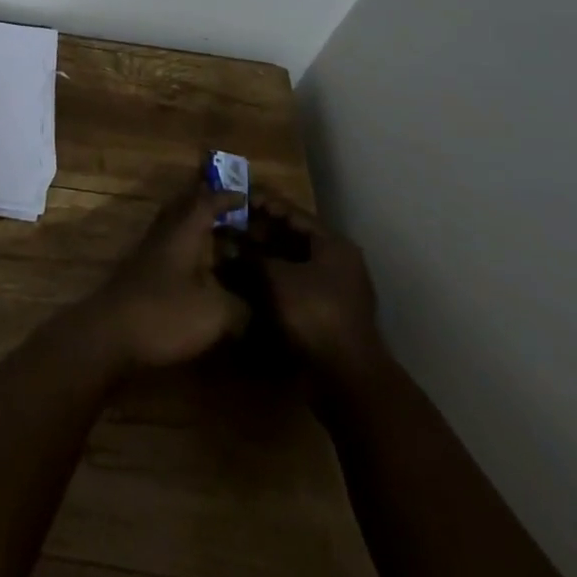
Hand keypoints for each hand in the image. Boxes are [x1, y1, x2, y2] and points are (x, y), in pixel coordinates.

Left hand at [75, 180, 248, 372]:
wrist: (110, 333)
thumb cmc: (164, 314)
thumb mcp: (214, 313)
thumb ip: (240, 306)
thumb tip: (254, 307)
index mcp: (183, 231)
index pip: (206, 201)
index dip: (227, 197)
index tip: (247, 197)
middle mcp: (165, 233)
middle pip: (186, 207)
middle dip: (210, 206)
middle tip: (236, 214)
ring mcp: (150, 252)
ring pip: (177, 228)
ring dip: (199, 229)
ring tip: (225, 242)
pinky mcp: (142, 273)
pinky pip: (171, 248)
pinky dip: (190, 251)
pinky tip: (203, 273)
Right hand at [249, 188, 384, 379]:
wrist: (346, 378)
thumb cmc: (314, 314)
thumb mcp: (277, 278)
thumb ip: (254, 256)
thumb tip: (231, 245)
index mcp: (332, 245)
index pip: (293, 213)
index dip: (263, 204)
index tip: (237, 198)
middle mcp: (337, 262)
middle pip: (293, 237)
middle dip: (261, 232)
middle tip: (230, 225)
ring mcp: (333, 289)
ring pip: (293, 262)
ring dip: (265, 257)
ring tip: (234, 250)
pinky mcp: (325, 313)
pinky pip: (295, 285)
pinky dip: (273, 279)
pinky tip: (248, 279)